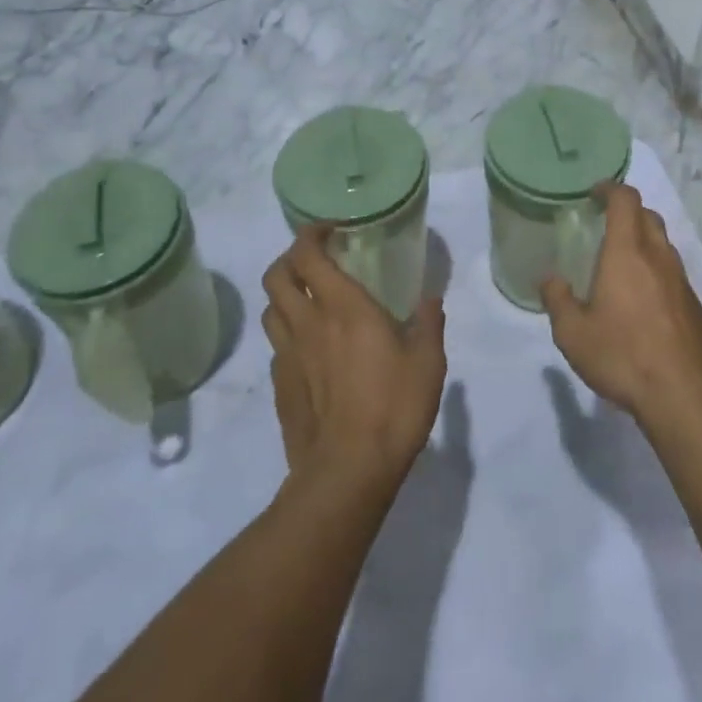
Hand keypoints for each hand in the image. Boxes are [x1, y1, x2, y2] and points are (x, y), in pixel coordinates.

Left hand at [263, 226, 447, 493]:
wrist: (348, 471)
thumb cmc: (393, 407)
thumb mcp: (428, 362)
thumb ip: (429, 324)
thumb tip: (430, 300)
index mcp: (343, 307)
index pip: (307, 254)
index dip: (311, 234)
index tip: (331, 230)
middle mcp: (308, 323)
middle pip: (275, 275)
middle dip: (291, 258)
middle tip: (316, 260)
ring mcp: (288, 356)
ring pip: (271, 309)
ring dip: (285, 296)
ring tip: (311, 301)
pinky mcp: (280, 387)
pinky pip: (277, 347)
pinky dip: (289, 335)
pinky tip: (312, 350)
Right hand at [541, 185, 701, 428]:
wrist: (683, 395)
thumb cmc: (622, 356)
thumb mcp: (573, 333)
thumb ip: (557, 300)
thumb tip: (550, 279)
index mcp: (627, 253)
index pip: (625, 200)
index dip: (610, 189)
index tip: (594, 193)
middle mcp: (658, 258)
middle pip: (648, 216)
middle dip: (627, 212)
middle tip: (604, 226)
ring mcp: (682, 281)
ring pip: (664, 244)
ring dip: (644, 241)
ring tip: (622, 264)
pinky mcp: (695, 306)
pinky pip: (674, 273)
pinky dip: (657, 271)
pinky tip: (643, 300)